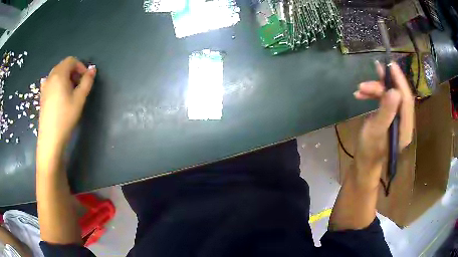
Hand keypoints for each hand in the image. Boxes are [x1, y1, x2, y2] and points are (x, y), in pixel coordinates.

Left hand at [38, 57, 95, 150]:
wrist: (50, 138)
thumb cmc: (65, 117)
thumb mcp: (79, 99)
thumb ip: (87, 82)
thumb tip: (93, 69)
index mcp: (59, 74)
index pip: (71, 60)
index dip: (80, 66)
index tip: (85, 79)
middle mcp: (50, 77)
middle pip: (63, 66)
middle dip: (73, 72)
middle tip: (79, 85)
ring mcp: (45, 87)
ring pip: (56, 74)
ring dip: (65, 78)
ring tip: (70, 92)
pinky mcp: (42, 96)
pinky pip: (51, 82)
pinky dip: (57, 84)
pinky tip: (59, 95)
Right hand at [352, 62, 413, 187]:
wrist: (364, 161)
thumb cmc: (369, 149)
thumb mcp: (376, 131)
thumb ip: (386, 112)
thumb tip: (394, 91)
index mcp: (405, 128)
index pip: (407, 100)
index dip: (400, 81)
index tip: (391, 65)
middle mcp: (404, 122)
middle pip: (399, 96)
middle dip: (385, 83)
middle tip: (375, 70)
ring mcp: (398, 119)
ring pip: (390, 96)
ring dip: (376, 89)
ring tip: (360, 88)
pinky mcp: (391, 117)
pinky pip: (385, 100)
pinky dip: (374, 95)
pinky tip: (362, 95)